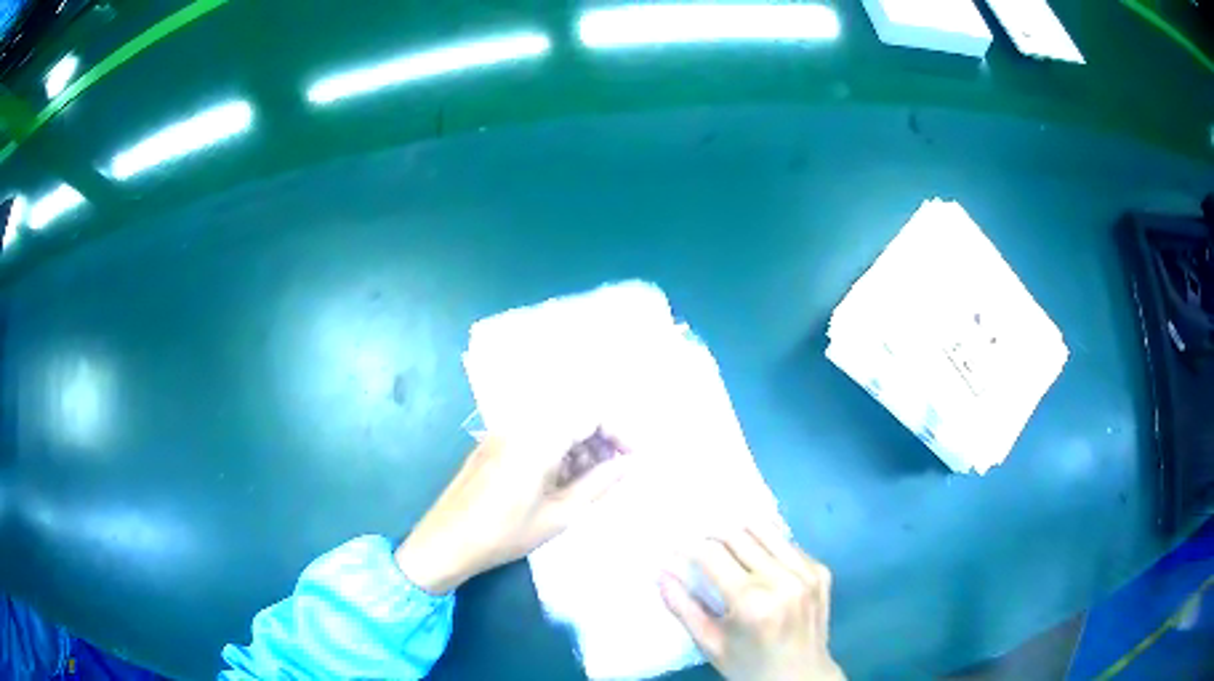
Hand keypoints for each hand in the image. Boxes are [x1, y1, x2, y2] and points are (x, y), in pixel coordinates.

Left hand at [395, 428, 628, 593]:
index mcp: (537, 439)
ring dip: (578, 446)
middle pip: (572, 414)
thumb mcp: (558, 515)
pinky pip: (533, 436)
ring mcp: (502, 434)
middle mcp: (519, 426)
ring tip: (589, 482)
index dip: (619, 431)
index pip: (590, 413)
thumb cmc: (504, 533)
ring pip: (553, 425)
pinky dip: (556, 451)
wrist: (445, 542)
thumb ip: (597, 485)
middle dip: (600, 438)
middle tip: (613, 473)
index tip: (633, 458)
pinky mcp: (492, 445)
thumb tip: (628, 465)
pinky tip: (559, 483)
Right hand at [659, 526, 843, 680]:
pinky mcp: (821, 571)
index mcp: (752, 601)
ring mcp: (807, 573)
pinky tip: (758, 557)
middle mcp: (782, 579)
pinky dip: (769, 545)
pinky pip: (789, 544)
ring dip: (741, 531)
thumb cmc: (749, 665)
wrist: (801, 677)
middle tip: (698, 544)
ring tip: (726, 542)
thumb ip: (683, 608)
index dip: (689, 547)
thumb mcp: (710, 644)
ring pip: (767, 530)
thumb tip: (660, 572)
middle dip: (712, 535)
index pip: (712, 555)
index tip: (676, 549)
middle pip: (739, 535)